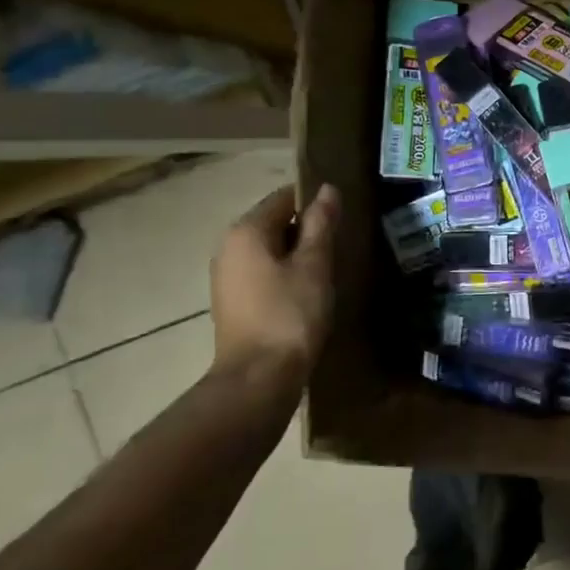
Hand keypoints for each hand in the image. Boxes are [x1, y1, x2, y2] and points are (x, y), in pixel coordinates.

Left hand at [210, 185, 339, 395]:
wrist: (258, 379)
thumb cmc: (290, 315)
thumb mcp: (314, 264)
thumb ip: (321, 224)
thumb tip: (328, 189)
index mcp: (246, 231)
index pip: (284, 198)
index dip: (315, 203)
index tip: (342, 218)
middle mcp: (229, 247)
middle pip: (274, 223)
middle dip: (307, 230)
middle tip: (340, 245)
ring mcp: (227, 276)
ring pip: (270, 250)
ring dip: (298, 254)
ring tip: (329, 269)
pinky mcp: (233, 301)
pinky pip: (263, 272)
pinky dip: (285, 274)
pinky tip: (308, 292)